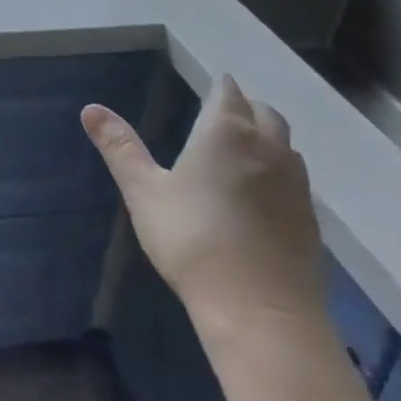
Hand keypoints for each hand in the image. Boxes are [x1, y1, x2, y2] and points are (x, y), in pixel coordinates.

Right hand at [83, 75, 323, 348]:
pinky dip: (277, 173)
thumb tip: (90, 109)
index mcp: (225, 132)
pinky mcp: (310, 219)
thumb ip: (120, 147)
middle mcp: (268, 148)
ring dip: (265, 139)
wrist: (261, 313)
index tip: (207, 90)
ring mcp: (296, 184)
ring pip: (284, 145)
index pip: (227, 92)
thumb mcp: (144, 191)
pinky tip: (258, 196)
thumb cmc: (193, 241)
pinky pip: (295, 179)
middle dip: (244, 108)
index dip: (218, 88)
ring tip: (238, 153)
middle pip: (263, 112)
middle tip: (219, 118)